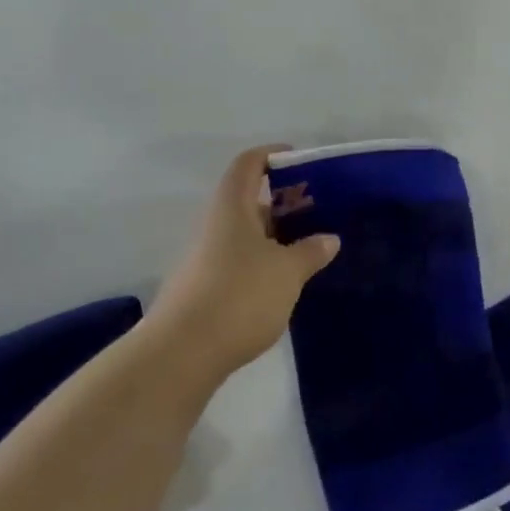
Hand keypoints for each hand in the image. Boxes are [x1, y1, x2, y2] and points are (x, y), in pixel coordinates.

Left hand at [149, 146, 340, 387]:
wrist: (180, 355)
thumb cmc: (239, 296)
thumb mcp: (287, 272)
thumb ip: (310, 251)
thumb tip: (329, 238)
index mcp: (231, 206)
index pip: (249, 163)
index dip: (274, 154)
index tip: (301, 160)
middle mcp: (214, 224)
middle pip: (248, 199)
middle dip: (283, 201)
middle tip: (318, 211)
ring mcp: (204, 258)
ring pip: (244, 233)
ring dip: (274, 235)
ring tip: (309, 247)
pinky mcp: (203, 289)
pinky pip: (238, 261)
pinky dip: (262, 262)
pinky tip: (284, 282)